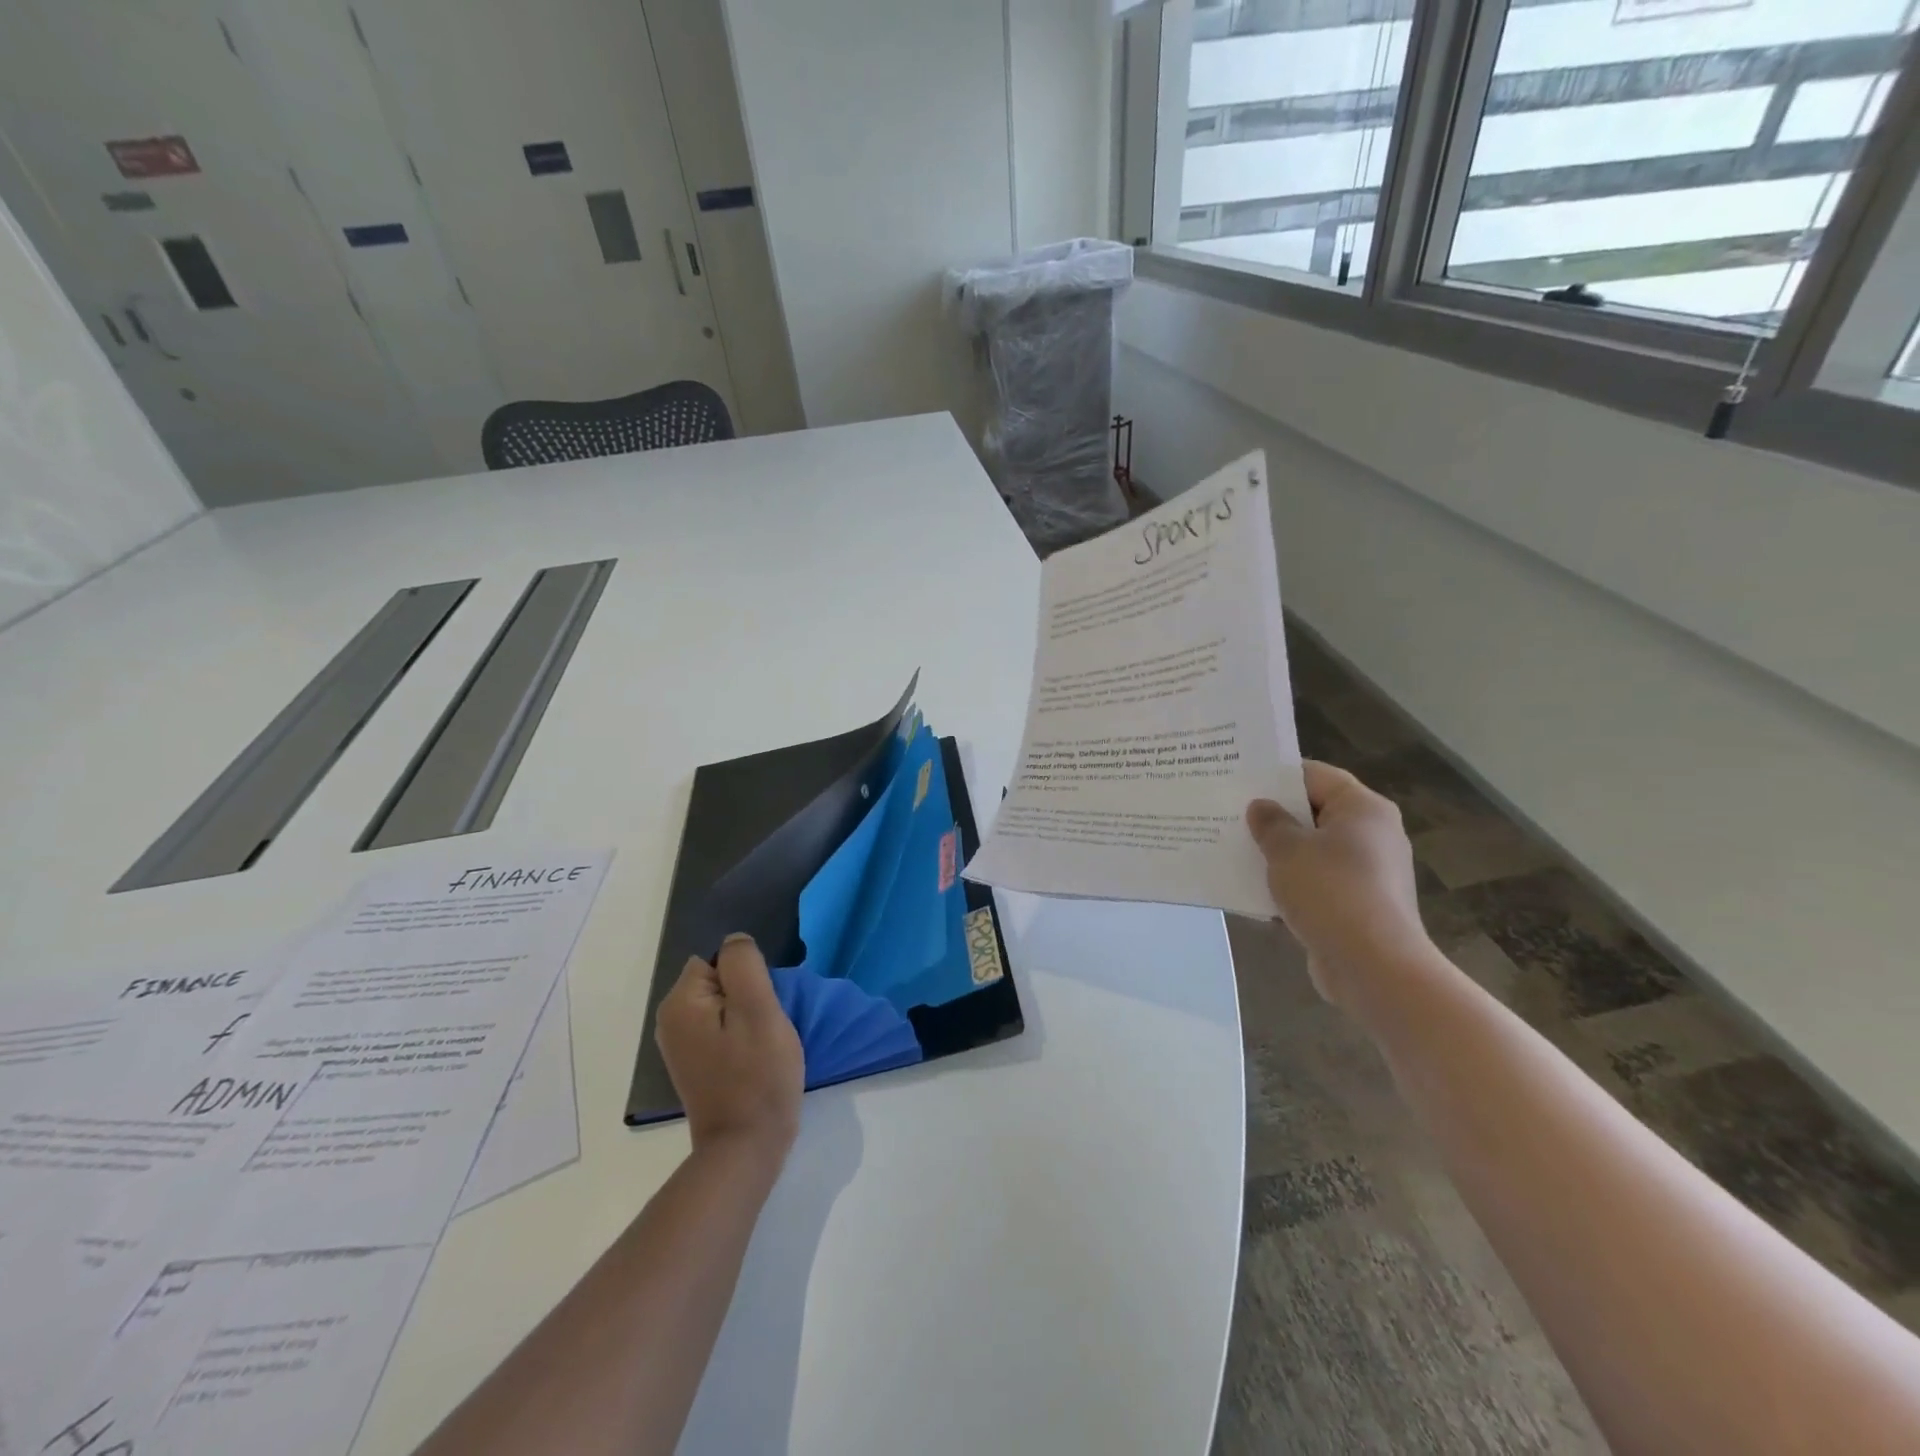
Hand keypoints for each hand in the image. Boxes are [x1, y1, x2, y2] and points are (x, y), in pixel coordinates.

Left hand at [656, 933, 803, 1157]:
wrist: (746, 1149)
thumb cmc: (757, 1075)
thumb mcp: (759, 1009)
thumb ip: (744, 964)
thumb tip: (734, 940)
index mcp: (680, 1002)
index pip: (718, 957)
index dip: (747, 973)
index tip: (764, 1000)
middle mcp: (670, 1020)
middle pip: (719, 979)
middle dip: (748, 992)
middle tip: (768, 1021)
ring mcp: (681, 1045)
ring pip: (723, 1004)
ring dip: (747, 1014)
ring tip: (765, 1039)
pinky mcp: (696, 1064)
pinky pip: (721, 1028)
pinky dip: (741, 1035)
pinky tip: (755, 1055)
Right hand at [1246, 761, 1432, 1011]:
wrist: (1374, 967)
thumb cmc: (1331, 892)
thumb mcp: (1288, 849)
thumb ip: (1270, 823)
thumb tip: (1262, 808)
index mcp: (1363, 809)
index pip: (1315, 775)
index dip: (1277, 776)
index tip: (1240, 781)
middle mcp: (1373, 834)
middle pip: (1315, 813)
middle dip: (1275, 816)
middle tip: (1230, 814)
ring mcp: (1369, 873)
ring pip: (1314, 851)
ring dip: (1280, 853)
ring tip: (1236, 851)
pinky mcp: (1359, 906)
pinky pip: (1318, 883)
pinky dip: (1292, 884)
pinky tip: (1256, 891)